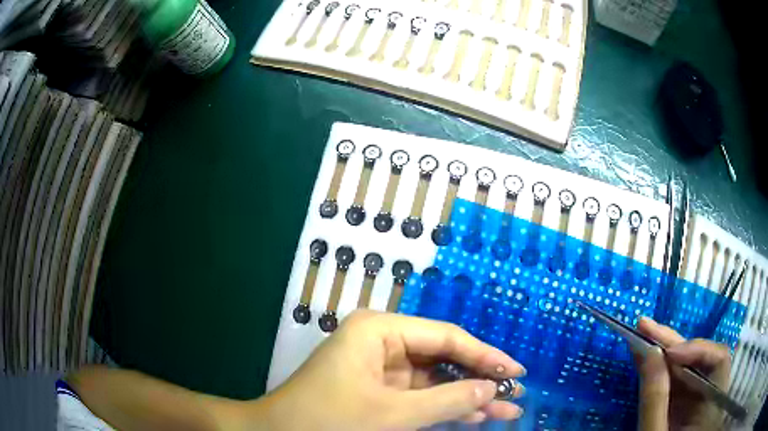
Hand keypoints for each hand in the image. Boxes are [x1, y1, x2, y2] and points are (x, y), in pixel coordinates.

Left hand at [256, 310, 525, 429]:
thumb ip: (446, 401)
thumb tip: (491, 388)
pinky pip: (420, 396)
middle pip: (443, 358)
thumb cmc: (328, 420)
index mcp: (380, 331)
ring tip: (506, 408)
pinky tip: (474, 416)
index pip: (446, 337)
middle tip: (514, 392)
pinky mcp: (379, 391)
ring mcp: (381, 368)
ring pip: (435, 380)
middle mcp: (383, 342)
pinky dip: (445, 408)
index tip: (516, 371)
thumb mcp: (391, 414)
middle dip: (479, 378)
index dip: (484, 355)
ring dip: (466, 397)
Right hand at [633, 317, 730, 430]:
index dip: (697, 350)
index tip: (669, 353)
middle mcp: (711, 394)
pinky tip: (648, 353)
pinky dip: (662, 366)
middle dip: (673, 343)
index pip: (719, 360)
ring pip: (687, 366)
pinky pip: (677, 378)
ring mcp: (698, 397)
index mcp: (713, 404)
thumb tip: (650, 353)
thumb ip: (655, 400)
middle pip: (700, 359)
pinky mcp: (686, 401)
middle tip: (646, 327)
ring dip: (665, 351)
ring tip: (643, 334)